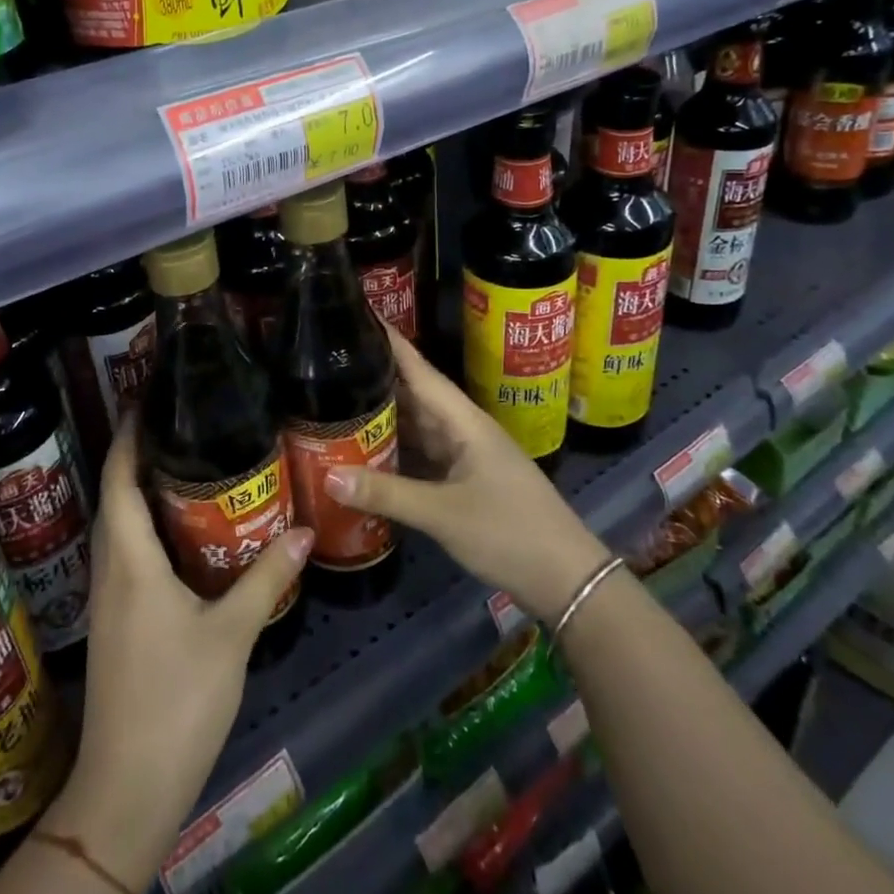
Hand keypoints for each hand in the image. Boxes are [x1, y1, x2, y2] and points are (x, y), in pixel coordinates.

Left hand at [45, 414, 312, 892]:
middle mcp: (110, 570)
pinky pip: (126, 554)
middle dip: (137, 455)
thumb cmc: (177, 700)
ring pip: (119, 526)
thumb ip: (265, 577)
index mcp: (130, 560)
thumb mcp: (231, 634)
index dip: (128, 436)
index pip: (119, 480)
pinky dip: (145, 527)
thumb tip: (304, 529)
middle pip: (115, 496)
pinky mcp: (116, 622)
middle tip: (179, 423)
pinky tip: (181, 532)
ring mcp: (108, 599)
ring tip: (184, 464)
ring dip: (140, 491)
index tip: (146, 399)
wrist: (128, 787)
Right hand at [324, 327, 607, 625]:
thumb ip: (387, 494)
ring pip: (416, 425)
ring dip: (382, 414)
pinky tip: (365, 449)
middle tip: (328, 362)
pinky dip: (394, 449)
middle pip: (413, 395)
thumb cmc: (509, 533)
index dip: (390, 342)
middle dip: (375, 376)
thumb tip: (327, 476)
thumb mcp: (443, 514)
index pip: (419, 370)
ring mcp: (464, 455)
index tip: (358, 314)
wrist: (566, 579)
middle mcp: (462, 429)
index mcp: (463, 421)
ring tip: (335, 398)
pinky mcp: (462, 481)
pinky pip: (421, 454)